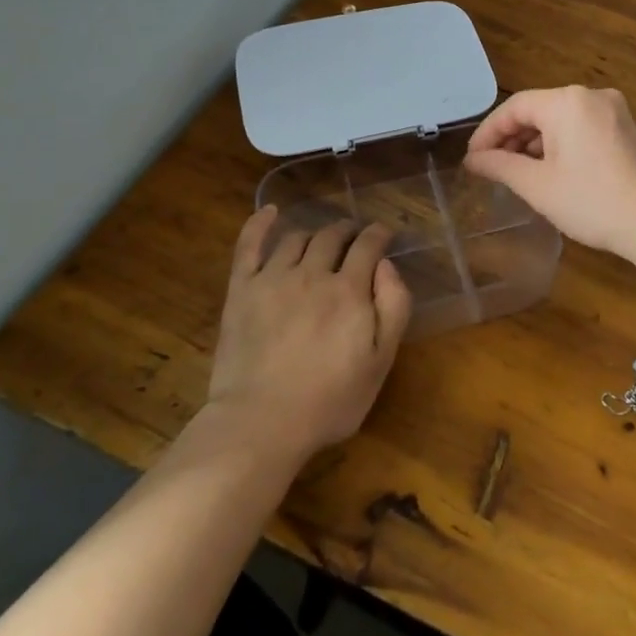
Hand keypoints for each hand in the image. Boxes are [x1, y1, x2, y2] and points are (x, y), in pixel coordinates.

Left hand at [206, 208, 412, 463]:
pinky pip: (250, 246)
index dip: (379, 234)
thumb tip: (387, 265)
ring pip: (297, 238)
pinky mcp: (242, 290)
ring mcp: (273, 278)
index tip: (384, 234)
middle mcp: (312, 273)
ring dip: (314, 234)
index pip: (368, 245)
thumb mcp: (380, 363)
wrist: (261, 423)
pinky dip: (260, 224)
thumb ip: (394, 308)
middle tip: (354, 237)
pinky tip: (270, 211)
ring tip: (320, 242)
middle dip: (348, 231)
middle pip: (332, 236)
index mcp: (349, 290)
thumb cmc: (329, 401)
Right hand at [463, 86, 635, 256]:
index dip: (488, 132)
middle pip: (539, 109)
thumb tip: (473, 159)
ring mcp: (614, 111)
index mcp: (567, 102)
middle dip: (512, 138)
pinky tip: (551, 171)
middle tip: (491, 168)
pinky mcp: (627, 129)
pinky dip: (561, 144)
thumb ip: (500, 166)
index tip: (472, 159)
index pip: (515, 107)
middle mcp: (591, 96)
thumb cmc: (592, 201)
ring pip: (561, 120)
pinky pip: (582, 127)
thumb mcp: (538, 186)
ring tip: (518, 173)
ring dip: (536, 143)